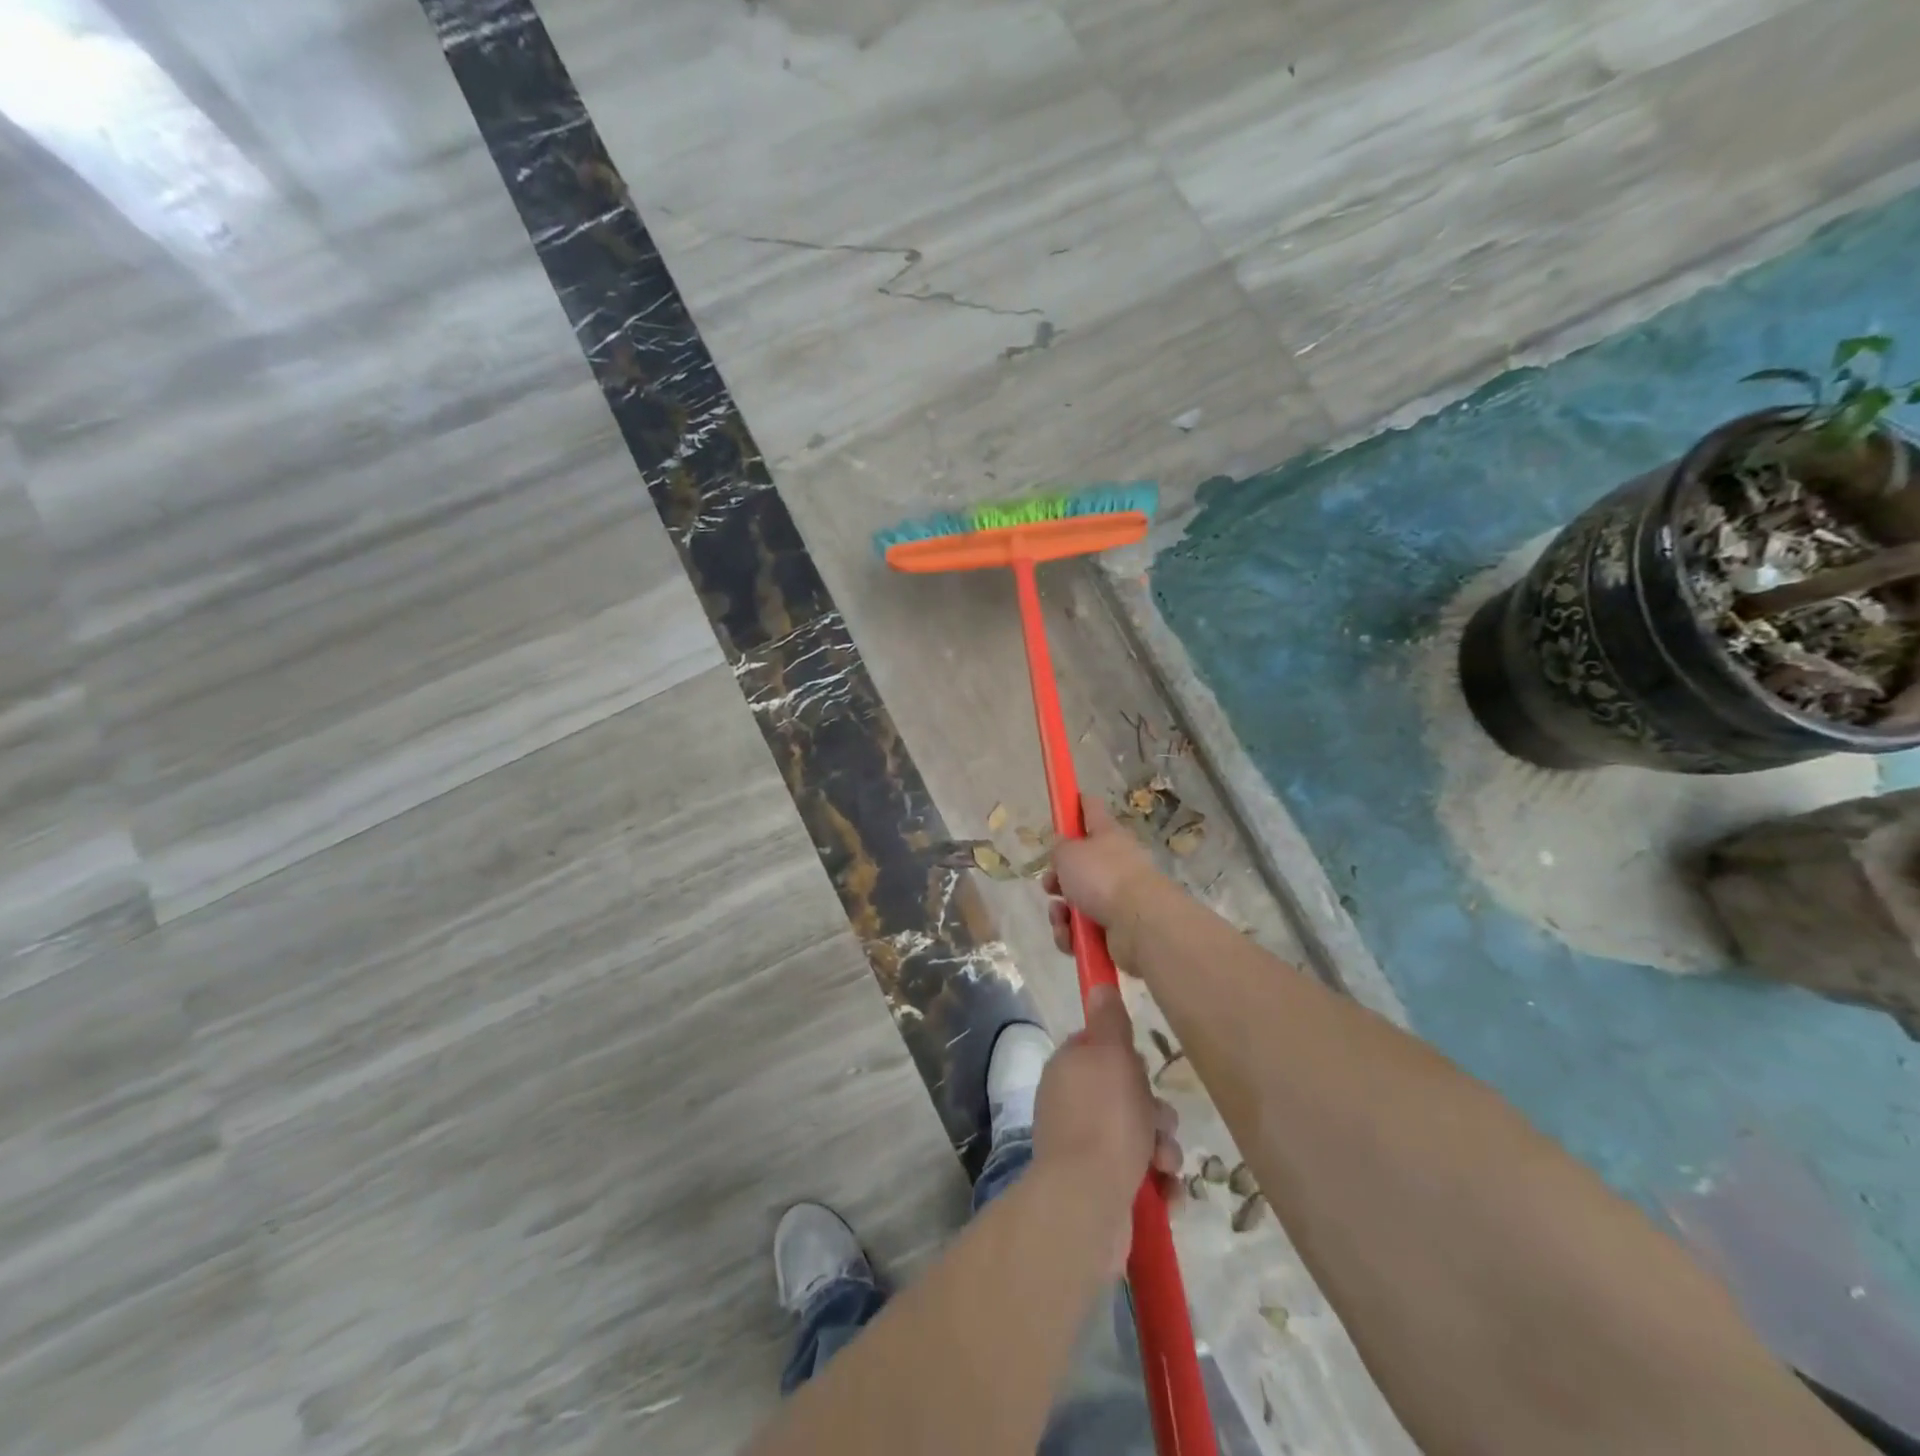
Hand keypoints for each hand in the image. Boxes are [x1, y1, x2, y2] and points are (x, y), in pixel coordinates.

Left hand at [1032, 986, 1181, 1263]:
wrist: (1087, 1201)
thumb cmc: (1104, 1120)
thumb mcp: (1112, 1056)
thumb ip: (1109, 1022)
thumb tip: (1098, 986)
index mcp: (1068, 1069)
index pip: (1100, 1050)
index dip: (1127, 1058)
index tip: (1144, 1068)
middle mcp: (1070, 1104)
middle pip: (1126, 1094)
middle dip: (1155, 1110)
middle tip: (1161, 1123)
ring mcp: (1082, 1147)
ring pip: (1138, 1135)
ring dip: (1162, 1148)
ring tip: (1166, 1164)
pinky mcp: (1099, 1186)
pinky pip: (1138, 1174)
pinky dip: (1157, 1182)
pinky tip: (1167, 1192)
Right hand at [1045, 795, 1163, 968]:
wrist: (1140, 924)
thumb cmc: (1103, 877)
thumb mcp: (1069, 853)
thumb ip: (1059, 849)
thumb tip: (1064, 853)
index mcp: (1108, 835)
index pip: (1092, 810)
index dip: (1077, 804)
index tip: (1066, 802)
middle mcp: (1116, 863)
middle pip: (1080, 865)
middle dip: (1058, 877)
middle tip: (1050, 884)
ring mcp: (1118, 897)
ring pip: (1077, 901)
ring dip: (1061, 912)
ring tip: (1061, 917)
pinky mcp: (1117, 929)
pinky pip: (1084, 930)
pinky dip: (1073, 935)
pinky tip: (1071, 937)